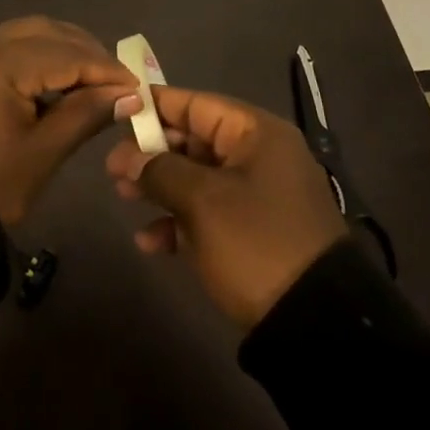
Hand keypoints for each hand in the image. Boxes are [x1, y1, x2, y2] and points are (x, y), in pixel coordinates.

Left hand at [0, 17, 137, 225]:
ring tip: (88, 82)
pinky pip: (3, 46)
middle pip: (46, 31)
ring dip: (60, 50)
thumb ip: (86, 114)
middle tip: (116, 82)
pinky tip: (51, 82)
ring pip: (24, 33)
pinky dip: (33, 56)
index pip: (66, 53)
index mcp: (0, 62)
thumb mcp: (42, 153)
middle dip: (84, 51)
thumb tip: (128, 94)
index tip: (138, 85)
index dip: (105, 68)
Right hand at [107, 86, 347, 329]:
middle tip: (113, 168)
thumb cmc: (255, 243)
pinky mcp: (256, 233)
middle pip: (195, 141)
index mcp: (257, 134)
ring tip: (124, 198)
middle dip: (152, 154)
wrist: (315, 325)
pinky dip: (181, 222)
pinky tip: (150, 242)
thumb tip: (128, 157)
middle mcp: (260, 156)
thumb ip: (160, 170)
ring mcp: (259, 196)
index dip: (156, 106)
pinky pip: (210, 213)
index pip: (197, 104)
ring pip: (198, 178)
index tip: (119, 111)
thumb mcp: (202, 202)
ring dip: (161, 187)